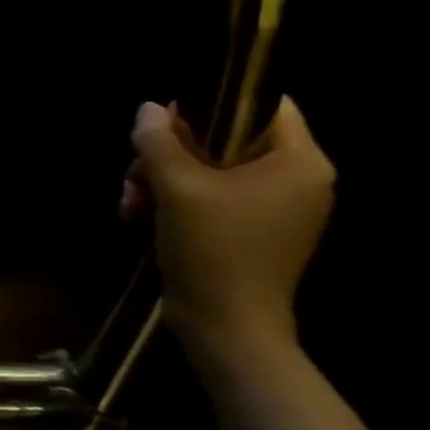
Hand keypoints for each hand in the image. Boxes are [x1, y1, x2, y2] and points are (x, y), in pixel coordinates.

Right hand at [120, 97, 334, 374]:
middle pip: (226, 136)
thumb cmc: (213, 250)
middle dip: (170, 150)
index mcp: (299, 162)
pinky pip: (209, 194)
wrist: (227, 328)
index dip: (213, 101)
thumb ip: (159, 141)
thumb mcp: (177, 187)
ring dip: (161, 177)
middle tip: (135, 170)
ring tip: (130, 200)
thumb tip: (148, 109)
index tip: (167, 119)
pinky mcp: (250, 230)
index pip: (264, 104)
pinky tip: (139, 215)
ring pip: (208, 166)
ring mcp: (274, 207)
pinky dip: (173, 199)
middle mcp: (296, 180)